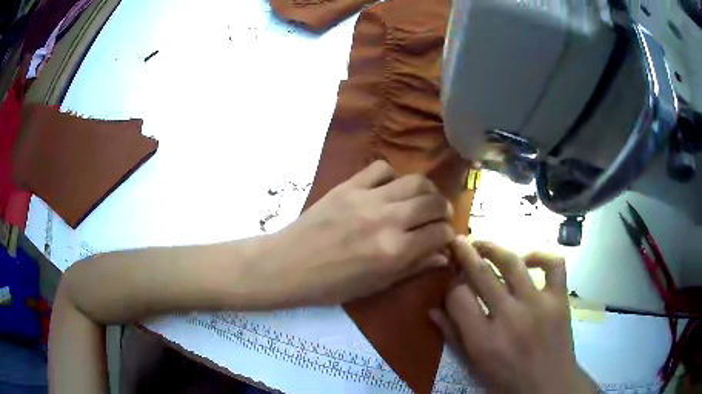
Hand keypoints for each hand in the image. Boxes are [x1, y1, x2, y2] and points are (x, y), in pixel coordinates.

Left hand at [263, 160, 454, 305]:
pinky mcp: (348, 185)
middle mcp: (387, 221)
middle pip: (433, 202)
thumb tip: (443, 256)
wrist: (288, 265)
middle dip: (443, 210)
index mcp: (394, 252)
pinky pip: (381, 168)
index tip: (444, 238)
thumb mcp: (376, 285)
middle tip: (438, 217)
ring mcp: (367, 199)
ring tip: (421, 200)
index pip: (440, 233)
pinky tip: (388, 190)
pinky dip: (392, 177)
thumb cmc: (331, 285)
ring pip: (415, 180)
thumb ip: (413, 267)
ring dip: (426, 190)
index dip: (448, 235)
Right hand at [430, 238, 598, 393]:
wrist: (548, 387)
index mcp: (483, 340)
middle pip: (481, 273)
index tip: (451, 279)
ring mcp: (538, 305)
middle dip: (465, 253)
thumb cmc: (506, 381)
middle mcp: (509, 317)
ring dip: (493, 248)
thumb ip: (453, 337)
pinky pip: (553, 264)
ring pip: (512, 262)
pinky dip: (540, 255)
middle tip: (457, 241)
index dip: (451, 284)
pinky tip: (528, 259)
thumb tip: (432, 309)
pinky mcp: (559, 299)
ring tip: (483, 244)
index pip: (458, 296)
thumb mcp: (473, 367)